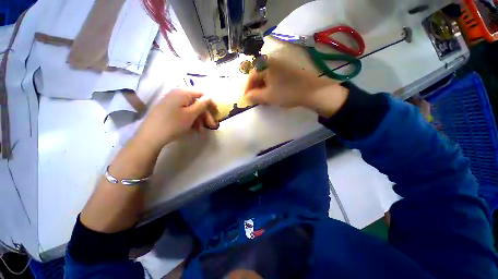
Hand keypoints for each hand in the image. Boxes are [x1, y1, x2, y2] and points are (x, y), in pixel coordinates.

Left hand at [135, 89, 218, 149]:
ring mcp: (171, 102)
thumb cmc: (173, 123)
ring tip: (201, 130)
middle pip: (196, 103)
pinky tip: (193, 128)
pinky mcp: (168, 110)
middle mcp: (176, 95)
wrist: (150, 136)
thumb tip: (210, 97)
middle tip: (211, 125)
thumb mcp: (191, 114)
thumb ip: (202, 104)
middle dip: (205, 114)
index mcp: (183, 93)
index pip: (201, 94)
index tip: (216, 113)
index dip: (210, 103)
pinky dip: (190, 120)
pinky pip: (183, 112)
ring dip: (198, 119)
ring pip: (190, 109)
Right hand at [243, 58, 348, 117]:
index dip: (247, 88)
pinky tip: (271, 94)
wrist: (312, 91)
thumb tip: (246, 97)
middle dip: (255, 89)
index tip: (246, 99)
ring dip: (262, 88)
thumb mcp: (268, 96)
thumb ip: (254, 96)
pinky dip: (270, 86)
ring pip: (266, 77)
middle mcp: (272, 60)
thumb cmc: (287, 92)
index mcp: (266, 63)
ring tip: (262, 99)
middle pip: (258, 75)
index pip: (251, 76)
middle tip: (254, 100)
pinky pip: (274, 78)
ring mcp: (281, 64)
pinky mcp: (287, 70)